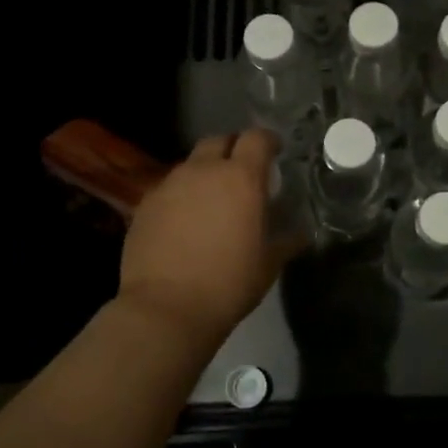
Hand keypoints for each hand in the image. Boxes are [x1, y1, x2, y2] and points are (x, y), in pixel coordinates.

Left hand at [118, 130, 288, 341]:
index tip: (275, 152)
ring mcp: (169, 185)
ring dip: (205, 173)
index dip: (268, 141)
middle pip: (219, 141)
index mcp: (241, 178)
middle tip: (242, 172)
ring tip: (212, 200)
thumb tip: (302, 233)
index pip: (257, 138)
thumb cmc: (228, 283)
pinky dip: (182, 196)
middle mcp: (203, 171)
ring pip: (191, 165)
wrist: (165, 308)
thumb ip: (287, 240)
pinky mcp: (144, 204)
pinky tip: (185, 222)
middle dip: (233, 149)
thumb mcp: (269, 264)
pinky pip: (169, 189)